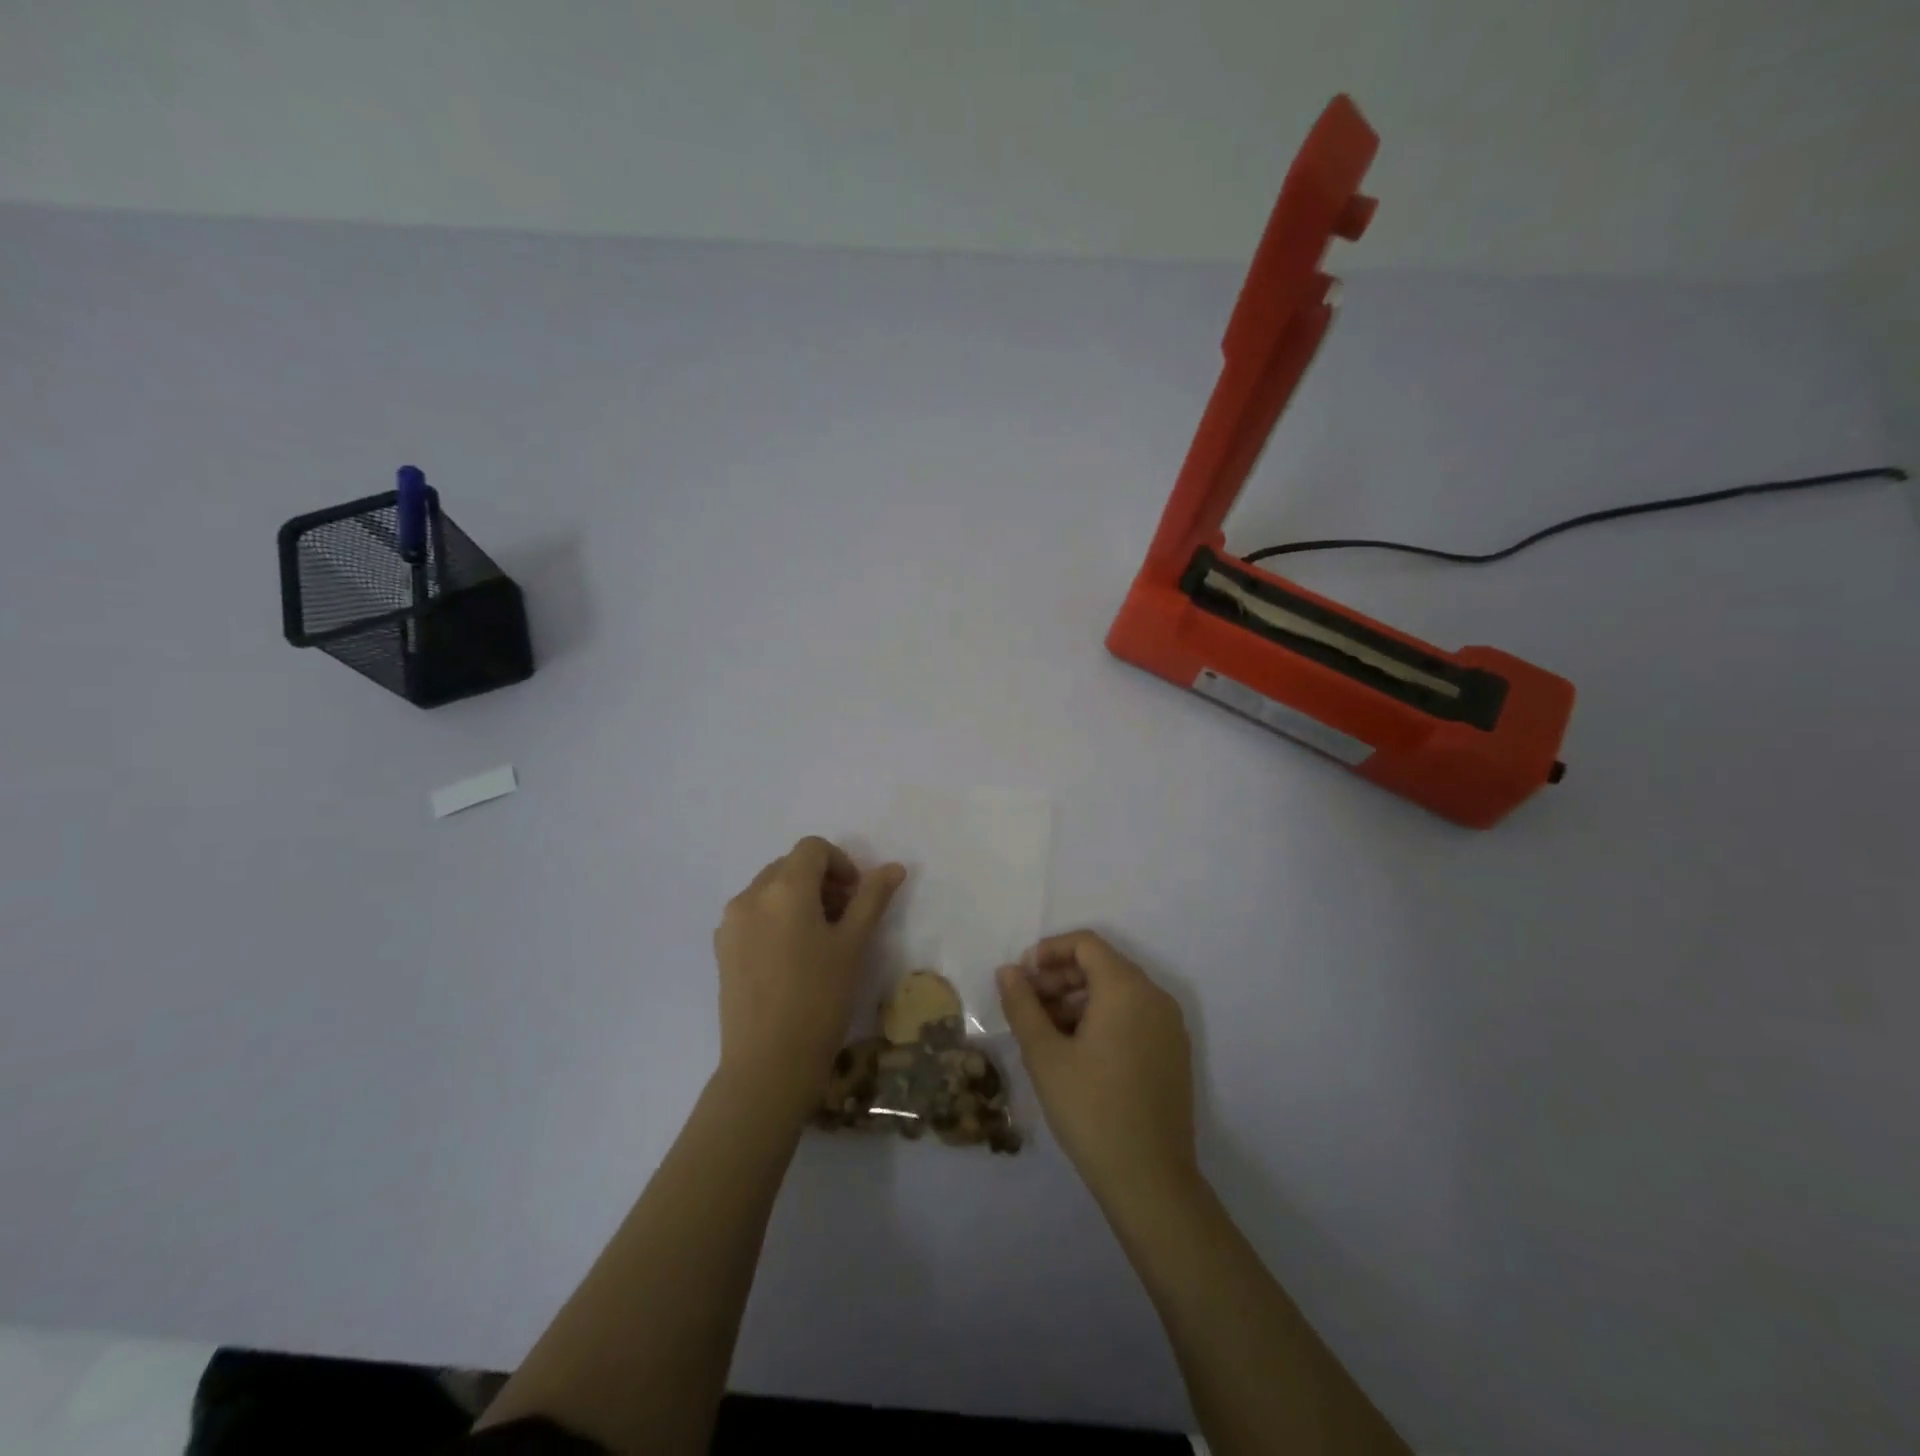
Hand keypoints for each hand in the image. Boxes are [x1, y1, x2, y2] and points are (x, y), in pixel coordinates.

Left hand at [713, 837, 904, 1116]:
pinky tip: (792, 957)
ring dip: (798, 898)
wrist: (768, 1063)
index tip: (857, 897)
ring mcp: (730, 923)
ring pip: (769, 890)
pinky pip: (753, 914)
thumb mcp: (853, 945)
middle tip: (844, 917)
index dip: (841, 863)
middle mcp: (750, 895)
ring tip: (819, 939)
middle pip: (789, 866)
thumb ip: (872, 898)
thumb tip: (894, 867)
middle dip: (820, 881)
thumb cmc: (820, 999)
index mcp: (784, 888)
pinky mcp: (722, 949)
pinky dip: (776, 918)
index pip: (813, 848)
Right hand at [997, 932, 1197, 1205]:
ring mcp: (1169, 1026)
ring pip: (1117, 993)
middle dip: (1060, 978)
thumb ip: (1022, 1004)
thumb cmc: (1091, 1109)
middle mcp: (1155, 997)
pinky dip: (1102, 1019)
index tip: (1021, 977)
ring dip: (1078, 1001)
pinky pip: (1134, 1017)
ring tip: (1045, 1033)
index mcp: (1127, 988)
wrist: (1150, 1181)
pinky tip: (1076, 1052)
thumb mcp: (1045, 1055)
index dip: (1049, 951)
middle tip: (1027, 1007)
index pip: (1086, 944)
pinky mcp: (1174, 1053)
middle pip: (1102, 966)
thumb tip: (1009, 971)